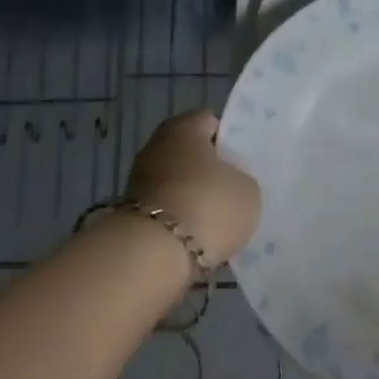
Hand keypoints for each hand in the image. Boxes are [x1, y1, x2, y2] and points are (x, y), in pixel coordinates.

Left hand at [124, 111, 261, 265]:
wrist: (154, 255)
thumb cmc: (208, 206)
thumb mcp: (248, 190)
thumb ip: (241, 178)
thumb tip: (230, 182)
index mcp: (185, 127)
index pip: (211, 122)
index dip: (230, 141)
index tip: (244, 163)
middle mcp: (157, 144)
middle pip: (191, 153)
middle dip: (209, 170)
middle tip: (233, 191)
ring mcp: (139, 178)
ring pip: (177, 182)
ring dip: (193, 196)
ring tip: (217, 221)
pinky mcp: (131, 212)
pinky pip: (166, 209)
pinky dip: (179, 220)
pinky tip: (197, 237)